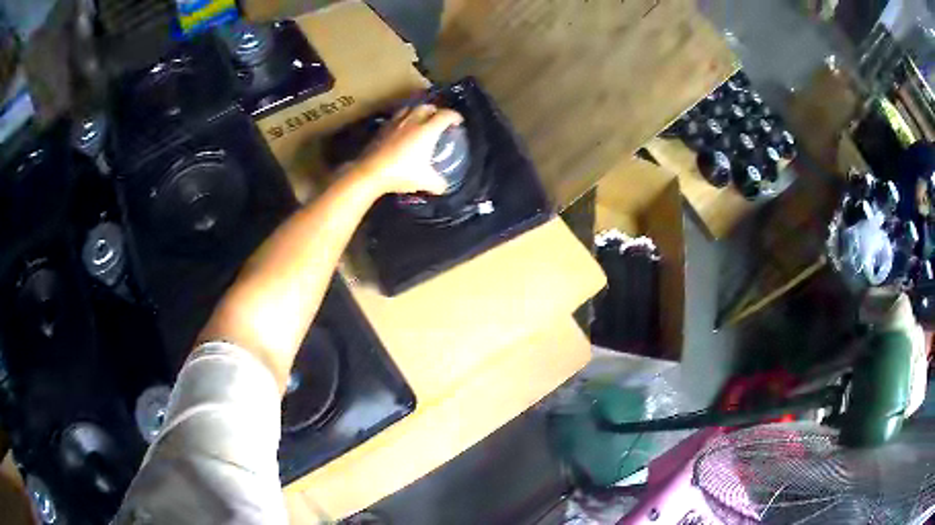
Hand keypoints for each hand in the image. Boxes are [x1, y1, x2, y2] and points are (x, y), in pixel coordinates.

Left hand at [353, 104, 463, 194]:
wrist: (371, 172)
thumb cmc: (401, 173)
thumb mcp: (424, 181)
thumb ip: (438, 183)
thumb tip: (444, 187)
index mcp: (427, 130)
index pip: (445, 115)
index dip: (454, 117)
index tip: (458, 122)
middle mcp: (413, 121)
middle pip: (427, 107)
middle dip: (436, 111)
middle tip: (439, 119)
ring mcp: (396, 123)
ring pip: (410, 109)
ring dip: (418, 111)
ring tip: (420, 119)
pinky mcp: (382, 128)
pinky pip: (396, 117)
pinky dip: (403, 119)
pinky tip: (402, 128)